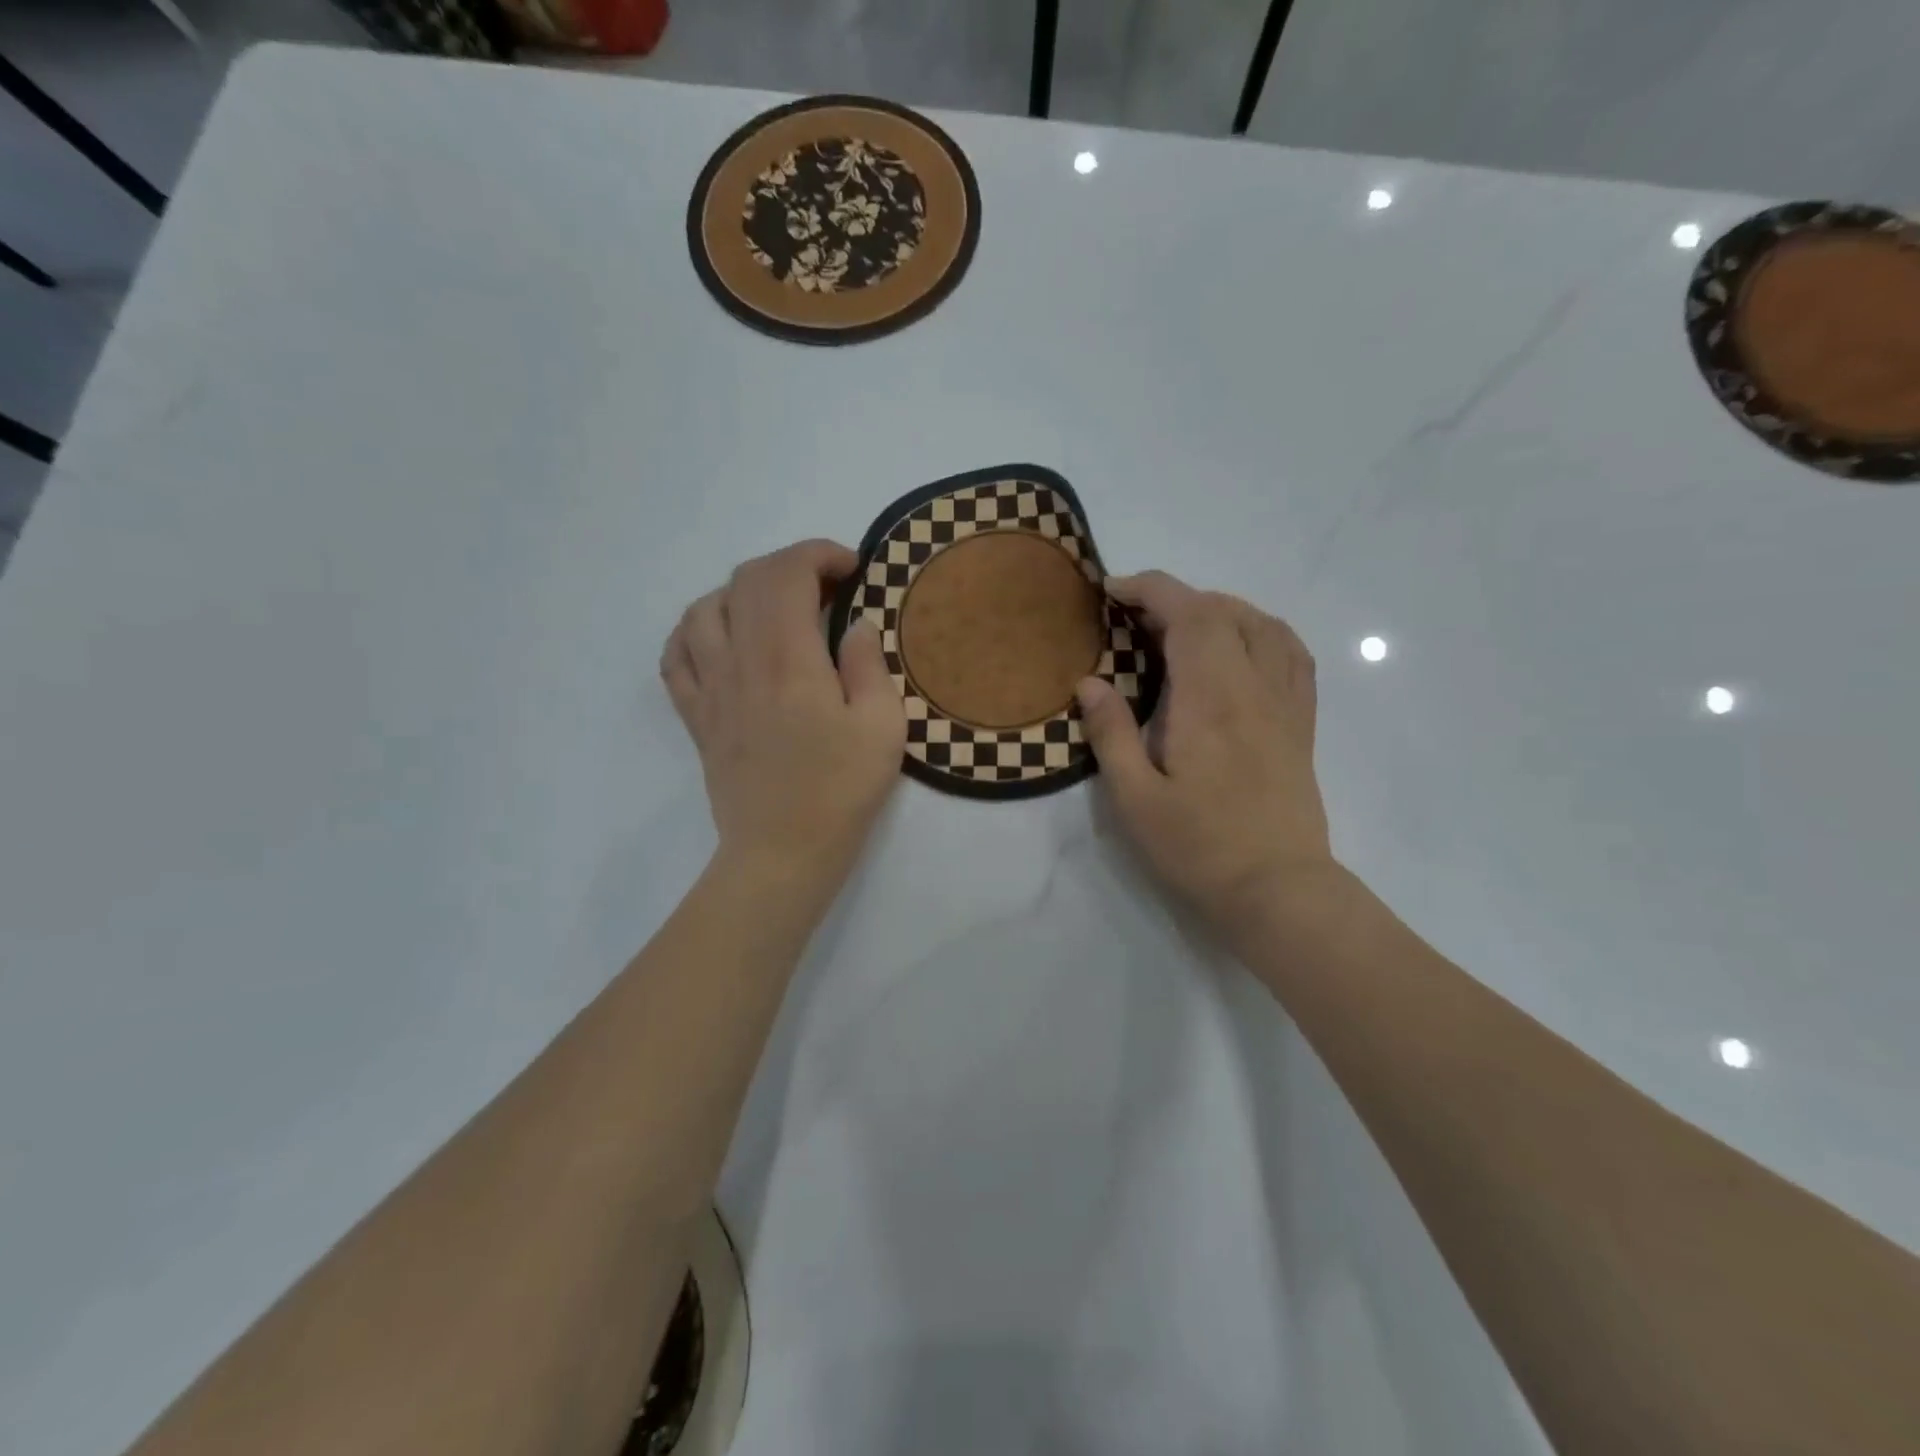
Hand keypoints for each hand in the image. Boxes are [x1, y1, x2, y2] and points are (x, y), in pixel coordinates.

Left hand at [661, 540, 904, 898]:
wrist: (782, 851)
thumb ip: (869, 663)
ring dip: (743, 593)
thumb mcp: (883, 726)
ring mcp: (710, 688)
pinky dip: (696, 631)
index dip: (819, 555)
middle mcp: (740, 661)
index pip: (787, 573)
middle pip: (746, 581)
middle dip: (789, 566)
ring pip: (704, 608)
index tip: (852, 570)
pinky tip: (722, 640)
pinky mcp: (696, 716)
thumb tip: (854, 625)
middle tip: (826, 589)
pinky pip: (676, 654)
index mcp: (788, 659)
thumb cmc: (840, 790)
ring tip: (775, 611)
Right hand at [1076, 571, 1333, 935]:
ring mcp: (1285, 703)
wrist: (1277, 890)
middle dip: (1174, 598)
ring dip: (1218, 609)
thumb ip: (1111, 733)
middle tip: (1132, 618)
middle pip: (1223, 612)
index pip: (1188, 615)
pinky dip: (1262, 631)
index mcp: (1210, 699)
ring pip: (1262, 624)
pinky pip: (1292, 654)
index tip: (1112, 591)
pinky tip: (1240, 646)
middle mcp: (1253, 687)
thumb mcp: (1135, 798)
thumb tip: (1090, 682)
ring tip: (1181, 626)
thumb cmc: (1198, 848)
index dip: (1150, 589)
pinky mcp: (1300, 724)